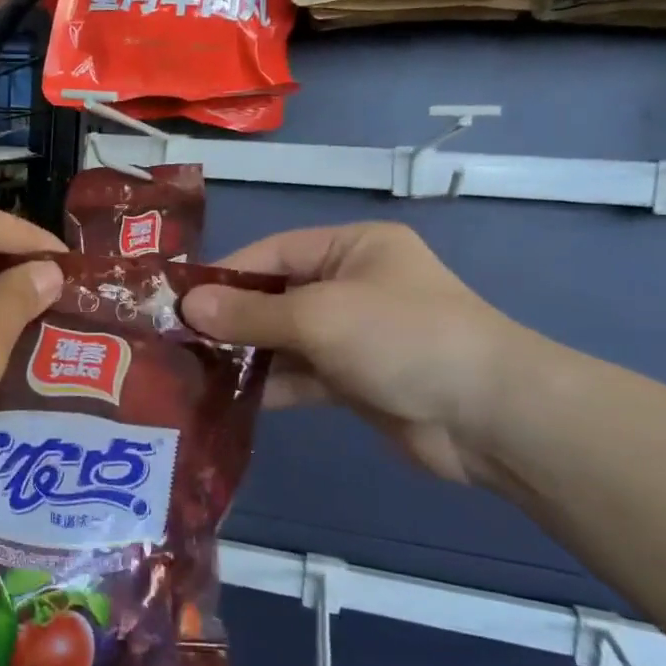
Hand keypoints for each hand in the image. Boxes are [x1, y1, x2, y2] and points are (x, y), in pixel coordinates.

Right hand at [181, 223, 517, 488]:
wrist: (489, 417)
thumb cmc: (402, 337)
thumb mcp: (319, 316)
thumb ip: (252, 313)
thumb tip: (187, 306)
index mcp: (352, 248)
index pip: (274, 253)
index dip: (226, 275)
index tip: (178, 300)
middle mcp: (352, 285)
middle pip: (277, 296)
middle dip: (231, 318)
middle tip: (176, 340)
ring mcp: (355, 334)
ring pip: (286, 339)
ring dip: (247, 355)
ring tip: (191, 370)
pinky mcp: (356, 379)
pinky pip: (302, 375)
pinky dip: (271, 384)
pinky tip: (227, 399)